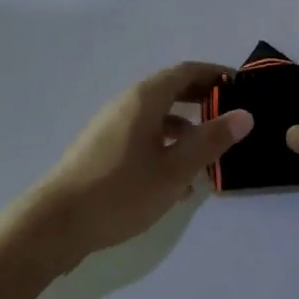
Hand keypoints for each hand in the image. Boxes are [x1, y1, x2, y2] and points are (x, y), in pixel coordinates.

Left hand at [18, 62, 252, 270]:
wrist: (53, 226)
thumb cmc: (119, 192)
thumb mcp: (174, 169)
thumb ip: (211, 140)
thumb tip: (245, 114)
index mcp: (145, 98)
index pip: (187, 71)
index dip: (216, 74)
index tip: (243, 86)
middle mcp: (127, 104)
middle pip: (172, 90)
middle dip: (204, 99)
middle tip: (233, 115)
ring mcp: (112, 127)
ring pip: (159, 116)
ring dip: (187, 128)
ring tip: (212, 153)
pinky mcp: (103, 151)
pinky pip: (144, 136)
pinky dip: (167, 146)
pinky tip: (180, 181)